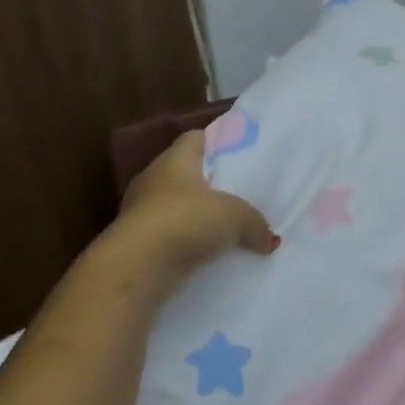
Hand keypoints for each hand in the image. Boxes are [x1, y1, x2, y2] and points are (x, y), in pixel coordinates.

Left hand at [111, 129, 278, 281]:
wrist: (138, 265)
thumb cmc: (187, 220)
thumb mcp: (236, 218)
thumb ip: (256, 224)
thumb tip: (270, 239)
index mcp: (175, 160)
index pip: (194, 139)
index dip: (215, 142)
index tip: (236, 152)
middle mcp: (152, 179)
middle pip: (183, 174)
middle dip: (206, 184)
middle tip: (235, 194)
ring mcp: (138, 212)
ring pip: (172, 207)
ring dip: (192, 217)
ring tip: (222, 228)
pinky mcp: (134, 243)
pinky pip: (166, 237)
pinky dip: (182, 243)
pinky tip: (204, 255)